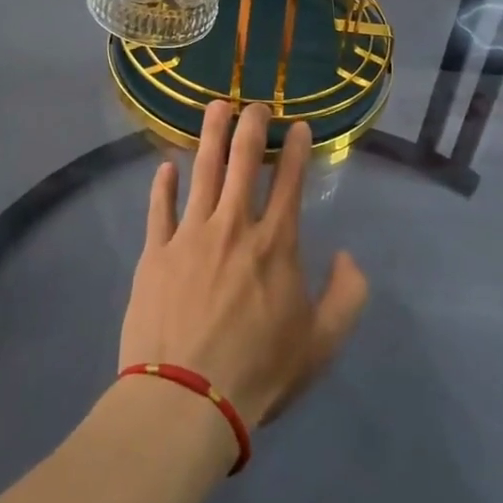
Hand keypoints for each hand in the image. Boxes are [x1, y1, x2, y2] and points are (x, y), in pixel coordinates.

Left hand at [118, 101, 368, 426]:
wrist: (187, 399)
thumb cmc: (259, 372)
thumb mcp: (322, 343)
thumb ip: (347, 295)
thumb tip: (347, 256)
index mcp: (275, 244)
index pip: (290, 182)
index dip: (297, 149)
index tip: (299, 125)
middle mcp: (234, 226)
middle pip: (243, 162)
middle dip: (252, 126)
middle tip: (256, 103)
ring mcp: (190, 235)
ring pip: (202, 171)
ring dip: (210, 136)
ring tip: (216, 107)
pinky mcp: (154, 253)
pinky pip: (159, 209)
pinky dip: (163, 185)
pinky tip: (165, 167)